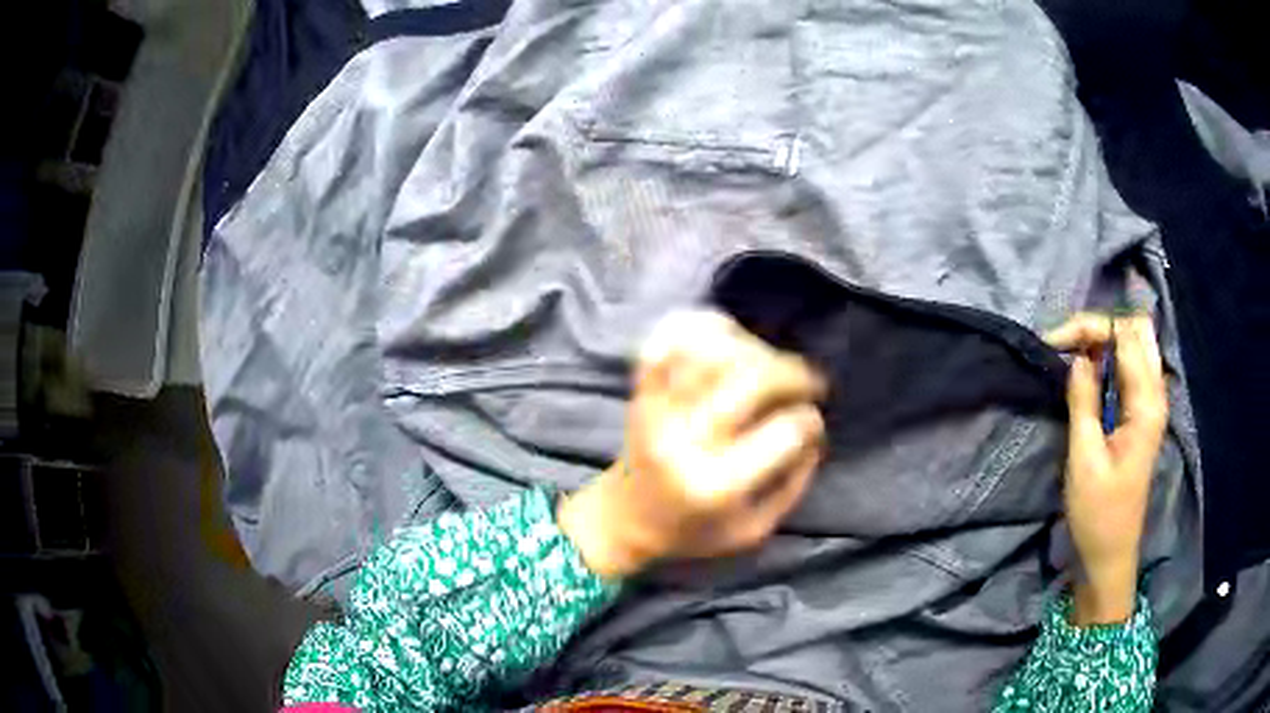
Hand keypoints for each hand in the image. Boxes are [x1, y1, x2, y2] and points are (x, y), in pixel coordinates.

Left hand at [558, 311, 826, 579]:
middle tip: (810, 381)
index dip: (810, 421)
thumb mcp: (752, 530)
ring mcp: (658, 408)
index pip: (783, 431)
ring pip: (712, 349)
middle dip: (794, 373)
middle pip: (752, 378)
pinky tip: (728, 338)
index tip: (812, 423)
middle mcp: (685, 439)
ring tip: (768, 363)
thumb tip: (816, 432)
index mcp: (716, 484)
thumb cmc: (693, 530)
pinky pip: (670, 338)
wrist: (624, 519)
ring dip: (754, 347)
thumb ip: (792, 485)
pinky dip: (702, 327)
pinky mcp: (641, 389)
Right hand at [1045, 313, 1167, 624]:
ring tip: (1075, 353)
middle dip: (1101, 325)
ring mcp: (1153, 403)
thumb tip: (1078, 355)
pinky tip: (1092, 370)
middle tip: (1068, 343)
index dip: (1088, 328)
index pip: (1124, 335)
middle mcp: (1156, 393)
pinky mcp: (1144, 414)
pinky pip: (1133, 365)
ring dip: (1106, 338)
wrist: (1111, 554)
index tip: (1053, 343)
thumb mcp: (1085, 458)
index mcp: (1147, 403)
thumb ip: (1084, 400)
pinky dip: (1112, 356)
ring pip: (1137, 343)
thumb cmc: (1097, 513)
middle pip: (1137, 329)